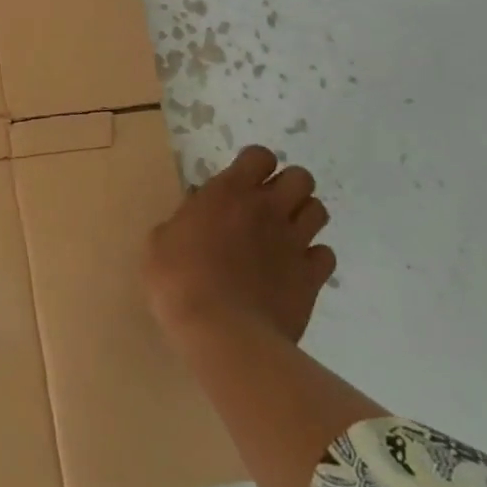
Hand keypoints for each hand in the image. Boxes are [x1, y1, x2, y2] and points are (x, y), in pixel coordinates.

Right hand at [145, 146, 335, 345]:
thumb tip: (194, 217)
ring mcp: (293, 242)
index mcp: (229, 192)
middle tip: (269, 206)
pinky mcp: (311, 278)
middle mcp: (267, 208)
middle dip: (288, 186)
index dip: (255, 165)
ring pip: (319, 211)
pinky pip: (325, 256)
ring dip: (303, 217)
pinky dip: (313, 258)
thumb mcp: (161, 240)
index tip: (243, 181)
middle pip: (301, 177)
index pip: (260, 156)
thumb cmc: (178, 279)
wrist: (221, 331)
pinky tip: (294, 269)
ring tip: (284, 234)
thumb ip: (184, 220)